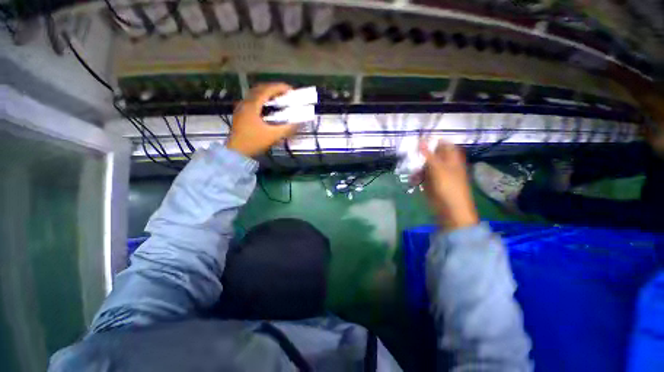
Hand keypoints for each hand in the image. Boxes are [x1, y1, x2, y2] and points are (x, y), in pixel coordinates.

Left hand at [226, 83, 297, 156]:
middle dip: (274, 89)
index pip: (267, 90)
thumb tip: (300, 122)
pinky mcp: (240, 114)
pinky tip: (267, 108)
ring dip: (267, 94)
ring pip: (255, 94)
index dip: (279, 87)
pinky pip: (252, 101)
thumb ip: (287, 128)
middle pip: (260, 89)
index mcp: (252, 105)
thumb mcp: (273, 136)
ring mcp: (241, 108)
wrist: (237, 152)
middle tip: (286, 94)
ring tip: (278, 99)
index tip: (291, 90)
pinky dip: (262, 100)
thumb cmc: (254, 142)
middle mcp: (245, 103)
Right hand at [416, 141, 478, 230]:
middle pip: (431, 155)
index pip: (443, 144)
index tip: (418, 140)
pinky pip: (422, 176)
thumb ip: (428, 154)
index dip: (432, 141)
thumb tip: (421, 139)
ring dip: (417, 168)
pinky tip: (413, 181)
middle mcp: (445, 164)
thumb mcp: (438, 168)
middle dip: (420, 156)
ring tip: (412, 173)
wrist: (450, 210)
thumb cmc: (448, 187)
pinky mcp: (431, 184)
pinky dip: (417, 178)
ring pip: (424, 166)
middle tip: (409, 156)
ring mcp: (437, 175)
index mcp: (452, 158)